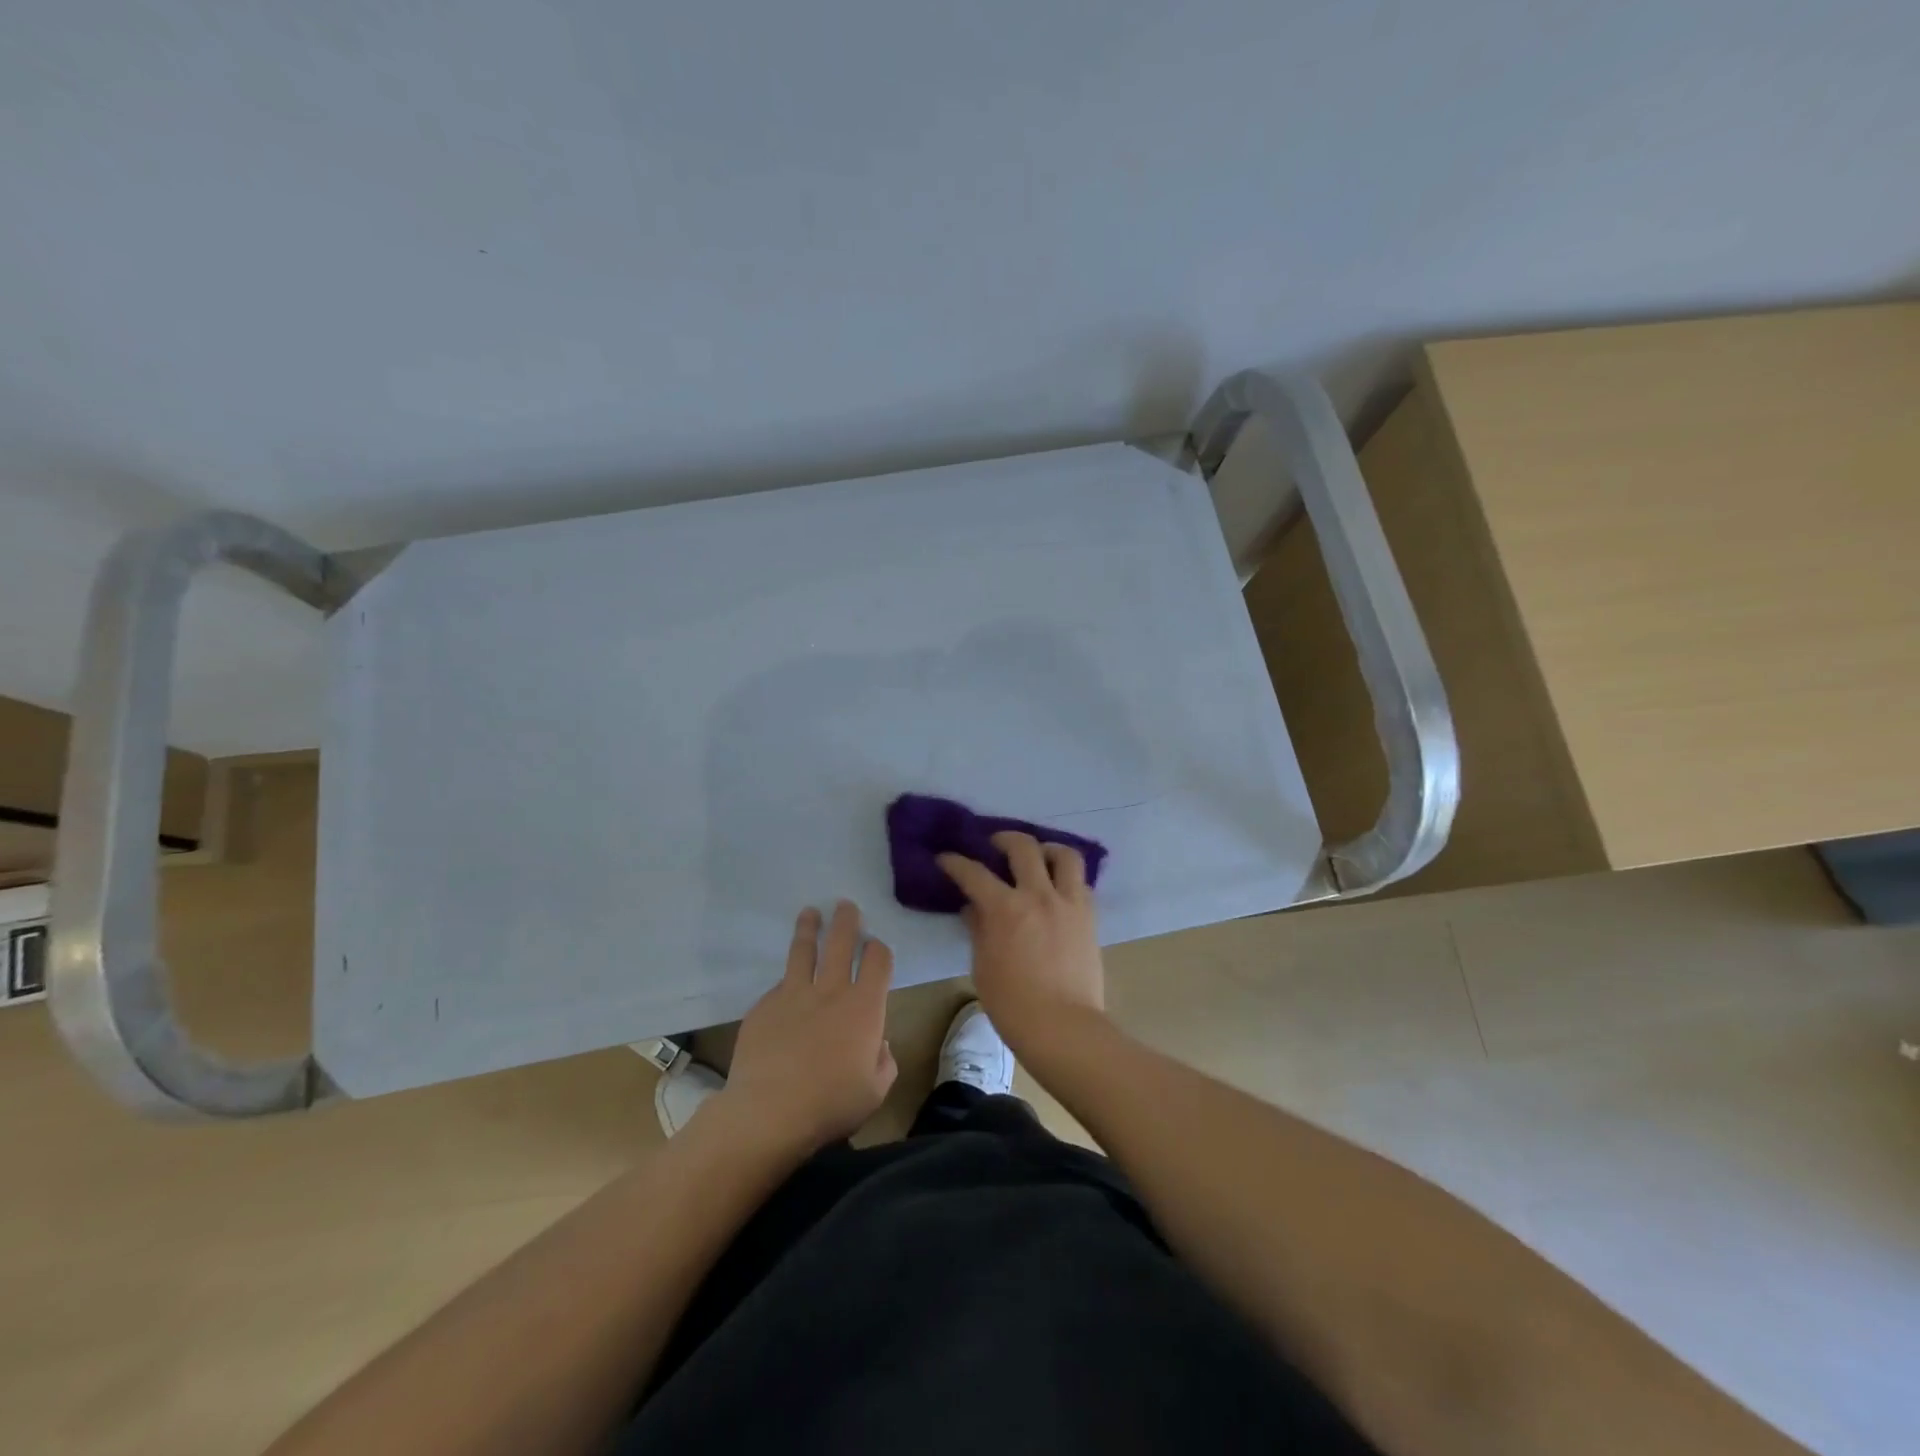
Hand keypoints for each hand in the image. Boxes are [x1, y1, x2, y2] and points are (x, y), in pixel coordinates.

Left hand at [717, 901, 897, 1155]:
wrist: (769, 1112)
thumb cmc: (831, 1104)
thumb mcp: (875, 1090)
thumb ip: (883, 1060)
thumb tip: (877, 1043)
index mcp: (864, 1006)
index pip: (877, 960)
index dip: (879, 949)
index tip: (876, 947)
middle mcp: (831, 990)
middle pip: (840, 941)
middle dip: (846, 920)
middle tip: (845, 905)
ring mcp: (793, 994)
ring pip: (803, 951)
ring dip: (808, 928)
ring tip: (809, 913)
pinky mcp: (764, 1006)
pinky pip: (779, 986)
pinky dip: (786, 982)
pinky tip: (785, 989)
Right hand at [937, 832, 1105, 1053]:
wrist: (1063, 1028)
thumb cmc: (1013, 1004)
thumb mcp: (983, 966)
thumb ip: (979, 929)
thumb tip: (974, 908)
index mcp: (1005, 908)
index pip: (973, 873)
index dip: (955, 862)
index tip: (946, 859)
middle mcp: (1038, 895)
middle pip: (1023, 847)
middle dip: (1003, 839)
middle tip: (994, 845)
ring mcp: (1068, 903)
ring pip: (1063, 855)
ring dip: (1046, 849)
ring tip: (1037, 856)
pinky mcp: (1089, 916)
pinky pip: (1080, 882)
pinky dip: (1066, 876)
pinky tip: (1056, 888)